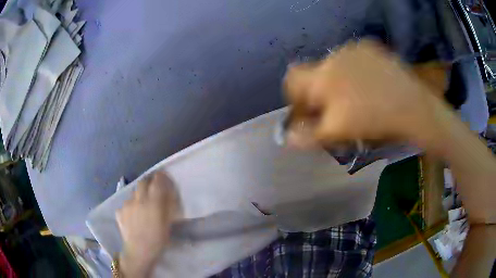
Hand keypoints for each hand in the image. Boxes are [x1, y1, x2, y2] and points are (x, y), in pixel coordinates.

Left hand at [116, 171, 179, 276]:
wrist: (139, 251)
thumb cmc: (158, 239)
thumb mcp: (167, 223)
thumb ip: (167, 206)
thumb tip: (167, 193)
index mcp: (153, 202)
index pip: (157, 181)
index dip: (161, 177)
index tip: (163, 177)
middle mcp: (138, 199)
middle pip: (143, 182)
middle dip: (148, 182)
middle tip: (152, 190)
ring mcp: (126, 205)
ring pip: (133, 193)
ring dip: (139, 195)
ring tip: (141, 206)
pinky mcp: (119, 211)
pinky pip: (126, 204)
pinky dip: (130, 206)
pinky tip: (132, 216)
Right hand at [283, 40, 441, 147]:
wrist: (413, 108)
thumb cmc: (375, 122)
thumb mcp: (338, 133)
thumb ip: (308, 134)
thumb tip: (287, 137)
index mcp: (322, 76)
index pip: (292, 79)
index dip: (295, 96)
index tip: (308, 111)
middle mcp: (334, 56)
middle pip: (315, 74)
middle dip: (320, 92)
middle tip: (337, 110)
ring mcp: (354, 49)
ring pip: (335, 66)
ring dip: (338, 81)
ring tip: (358, 98)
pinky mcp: (370, 47)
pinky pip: (353, 59)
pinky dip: (355, 71)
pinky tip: (370, 85)